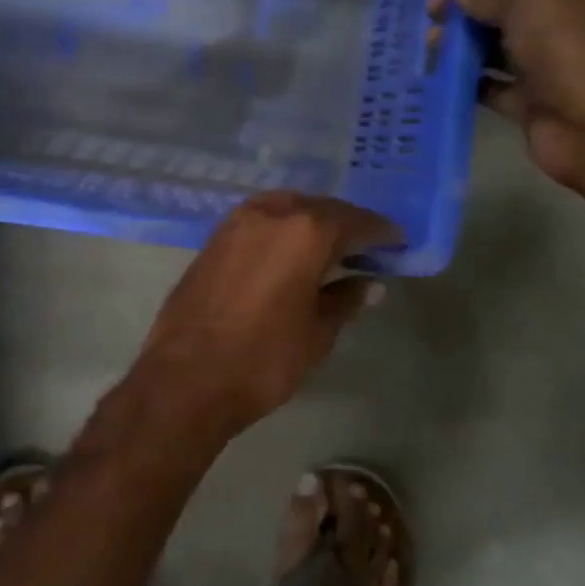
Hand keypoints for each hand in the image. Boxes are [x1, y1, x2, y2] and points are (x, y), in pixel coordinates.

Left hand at [122, 192, 397, 443]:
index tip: (397, 242)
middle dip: (346, 223)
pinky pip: (258, 220)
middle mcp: (271, 213)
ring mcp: (236, 223)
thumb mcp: (317, 333)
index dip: (380, 233)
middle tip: (366, 245)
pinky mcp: (212, 239)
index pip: (355, 222)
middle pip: (320, 207)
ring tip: (328, 246)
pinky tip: (288, 250)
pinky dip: (280, 227)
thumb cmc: (263, 358)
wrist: (186, 378)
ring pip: (285, 207)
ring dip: (310, 220)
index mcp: (305, 231)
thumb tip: (369, 283)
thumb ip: (346, 299)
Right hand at [428, 0, 584, 187]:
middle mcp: (550, 28)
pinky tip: (435, 77)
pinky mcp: (523, 104)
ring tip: (426, 46)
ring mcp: (537, 68)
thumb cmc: (562, 47)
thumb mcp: (524, 4)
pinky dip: (464, 84)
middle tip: (427, 18)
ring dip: (458, 49)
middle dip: (461, 15)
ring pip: (489, 53)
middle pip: (496, 16)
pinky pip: (487, 89)